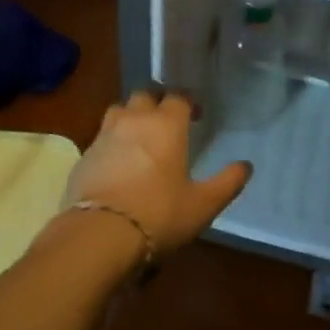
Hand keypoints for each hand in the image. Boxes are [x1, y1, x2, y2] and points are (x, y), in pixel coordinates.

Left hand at [61, 89, 251, 254]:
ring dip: (131, 116)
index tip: (196, 115)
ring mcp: (105, 135)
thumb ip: (227, 182)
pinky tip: (117, 162)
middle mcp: (135, 120)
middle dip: (157, 102)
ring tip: (139, 136)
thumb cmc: (159, 214)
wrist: (99, 235)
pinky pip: (101, 136)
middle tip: (167, 122)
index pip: (178, 96)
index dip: (188, 101)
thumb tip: (246, 166)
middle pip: (145, 95)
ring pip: (119, 110)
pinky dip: (111, 141)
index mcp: (166, 124)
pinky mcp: (84, 155)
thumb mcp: (202, 205)